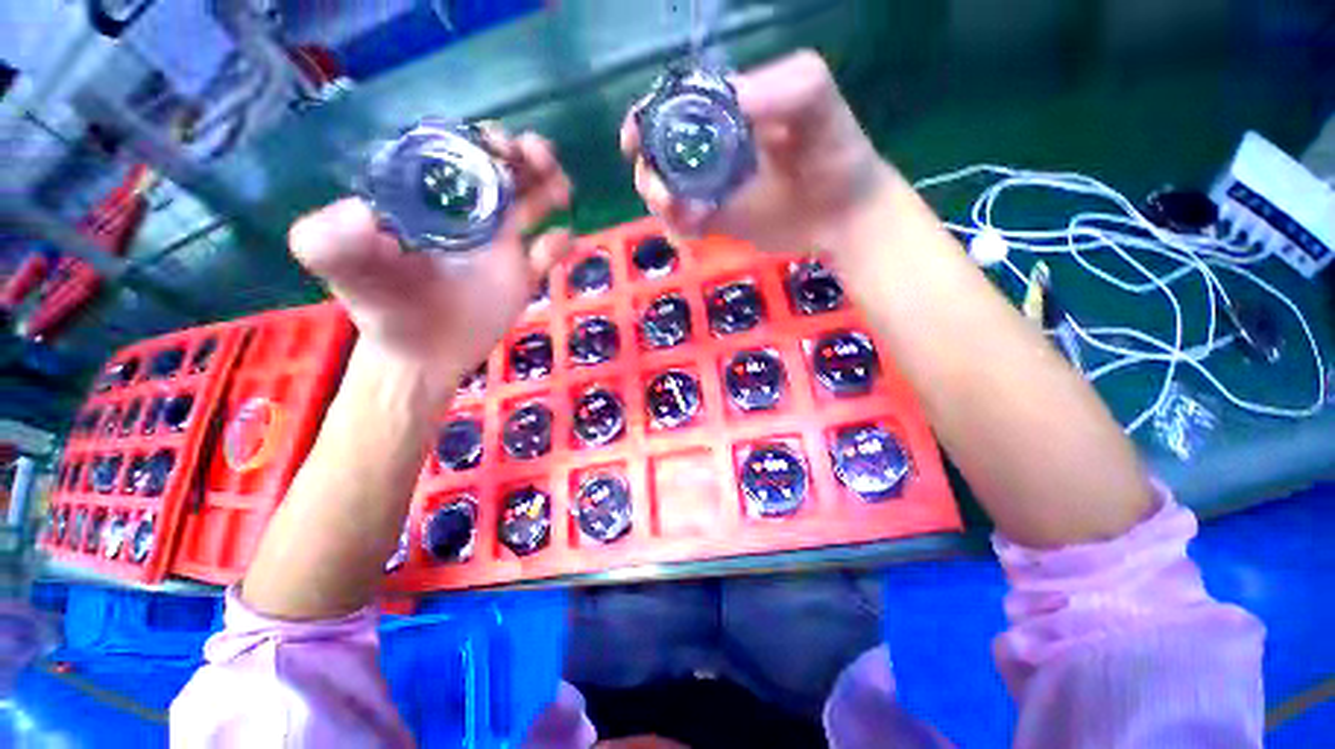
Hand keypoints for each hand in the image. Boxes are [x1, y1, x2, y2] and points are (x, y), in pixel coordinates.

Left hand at [289, 128, 572, 391]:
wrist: (419, 356)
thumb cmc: (383, 307)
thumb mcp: (344, 271)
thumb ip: (331, 241)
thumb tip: (361, 213)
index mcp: (429, 198)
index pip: (458, 153)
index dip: (481, 140)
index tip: (498, 145)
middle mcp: (467, 213)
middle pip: (505, 171)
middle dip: (526, 155)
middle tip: (540, 157)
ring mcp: (500, 244)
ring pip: (533, 204)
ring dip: (550, 187)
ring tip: (561, 191)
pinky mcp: (522, 276)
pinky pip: (548, 253)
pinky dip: (560, 243)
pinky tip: (561, 240)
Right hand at [621, 50, 894, 253]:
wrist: (842, 212)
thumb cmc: (834, 152)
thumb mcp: (816, 101)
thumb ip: (783, 87)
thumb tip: (732, 102)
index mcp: (724, 110)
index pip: (671, 106)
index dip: (645, 119)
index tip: (633, 139)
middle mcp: (711, 147)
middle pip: (658, 154)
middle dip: (648, 171)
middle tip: (664, 192)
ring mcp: (711, 187)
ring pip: (664, 191)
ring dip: (659, 202)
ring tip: (679, 211)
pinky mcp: (717, 220)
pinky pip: (682, 224)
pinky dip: (677, 227)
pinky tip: (692, 230)